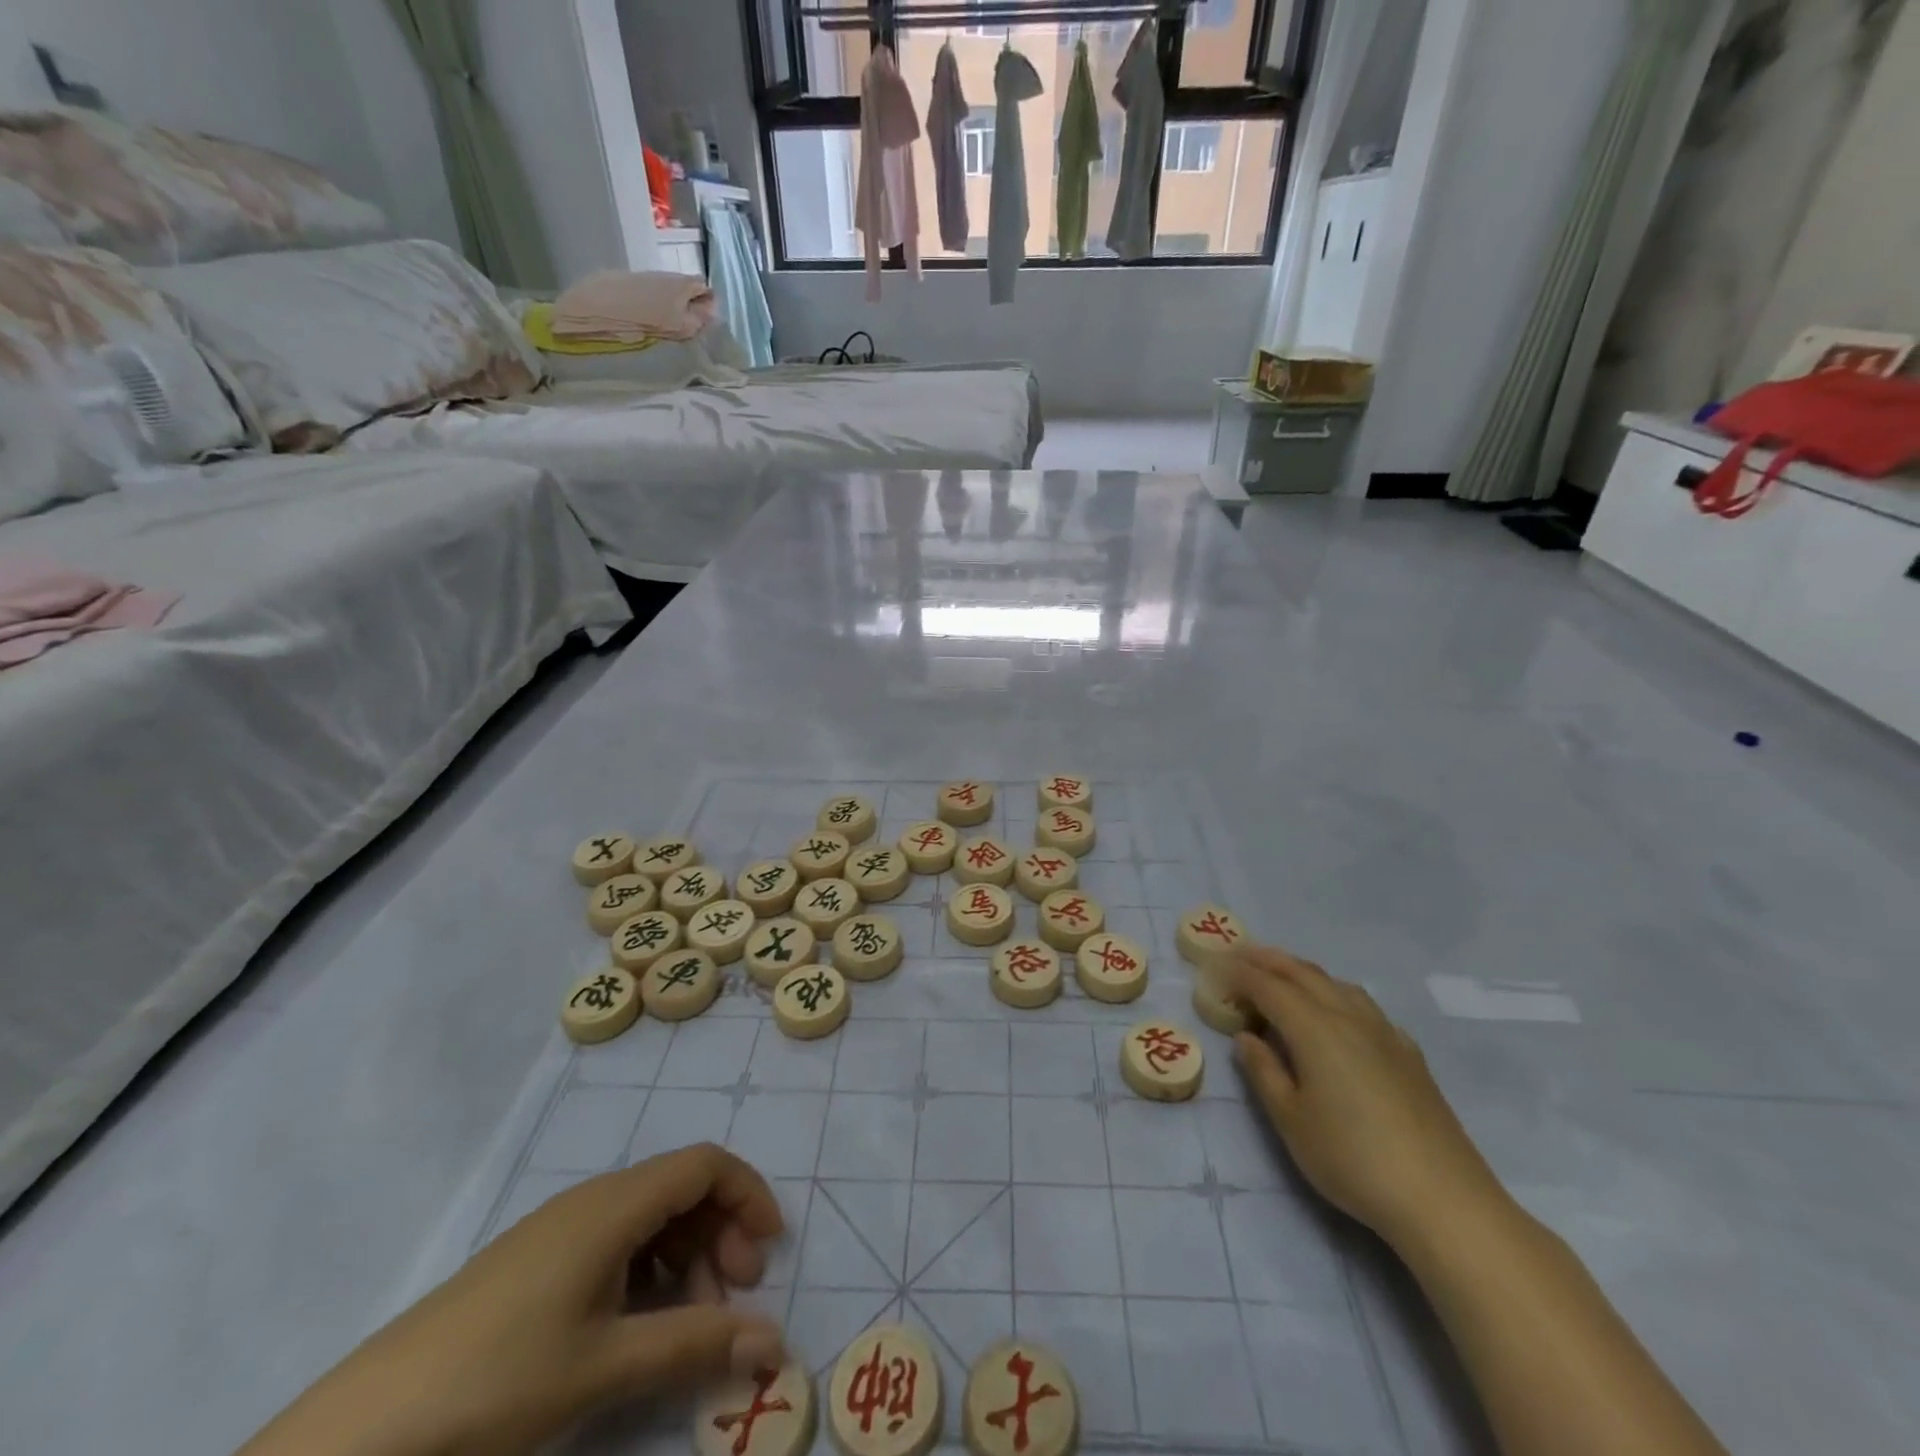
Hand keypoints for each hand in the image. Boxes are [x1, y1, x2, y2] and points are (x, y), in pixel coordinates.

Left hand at [239, 1144, 786, 1455]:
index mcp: (614, 1205)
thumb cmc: (496, 1381)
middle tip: (735, 1297)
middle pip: (681, 1188)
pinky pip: (616, 1244)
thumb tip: (773, 1343)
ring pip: (649, 1218)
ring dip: (687, 1257)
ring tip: (691, 1321)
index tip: (771, 1252)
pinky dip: (648, 1272)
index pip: (705, 1164)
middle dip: (722, 1232)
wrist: (362, 1431)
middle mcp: (592, 1201)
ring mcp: (560, 1230)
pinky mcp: (536, 1264)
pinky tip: (637, 1326)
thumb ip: (695, 1346)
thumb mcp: (604, 1367)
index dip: (748, 1195)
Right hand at [1226, 946, 1506, 1251]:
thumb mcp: (1291, 1121)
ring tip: (1282, 975)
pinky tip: (1337, 1013)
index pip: (1268, 987)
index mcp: (1314, 1029)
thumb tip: (1246, 1036)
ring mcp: (1384, 1033)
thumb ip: (1264, 1072)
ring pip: (1337, 984)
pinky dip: (1336, 993)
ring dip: (1303, 972)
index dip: (1239, 974)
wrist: (1444, 1200)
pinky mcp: (1409, 1054)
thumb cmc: (1352, 1160)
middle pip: (1303, 974)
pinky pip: (1363, 1004)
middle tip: (1239, 954)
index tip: (1213, 969)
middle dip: (1268, 960)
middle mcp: (1348, 1018)